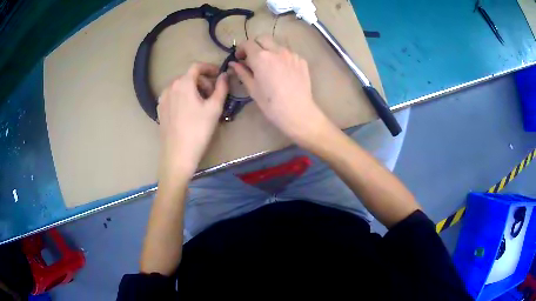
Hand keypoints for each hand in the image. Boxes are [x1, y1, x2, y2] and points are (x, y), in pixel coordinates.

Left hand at [157, 62, 227, 178]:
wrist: (178, 154)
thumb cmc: (198, 130)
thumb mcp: (215, 108)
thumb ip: (222, 87)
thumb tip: (225, 75)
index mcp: (183, 83)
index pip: (196, 66)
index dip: (209, 68)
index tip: (219, 75)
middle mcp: (170, 87)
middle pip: (188, 77)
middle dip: (202, 81)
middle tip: (213, 95)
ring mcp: (162, 99)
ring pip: (180, 86)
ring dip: (192, 89)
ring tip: (201, 104)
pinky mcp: (159, 110)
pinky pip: (173, 96)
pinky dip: (183, 97)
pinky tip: (188, 111)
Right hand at [230, 35, 332, 146]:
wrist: (297, 112)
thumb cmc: (271, 104)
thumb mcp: (252, 88)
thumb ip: (242, 72)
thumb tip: (233, 64)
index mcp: (261, 57)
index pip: (248, 43)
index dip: (241, 49)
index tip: (240, 58)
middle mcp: (277, 50)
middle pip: (263, 38)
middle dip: (255, 45)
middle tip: (253, 58)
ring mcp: (291, 54)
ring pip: (277, 45)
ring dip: (270, 50)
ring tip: (269, 66)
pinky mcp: (301, 60)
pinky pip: (289, 53)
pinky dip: (282, 58)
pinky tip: (283, 71)